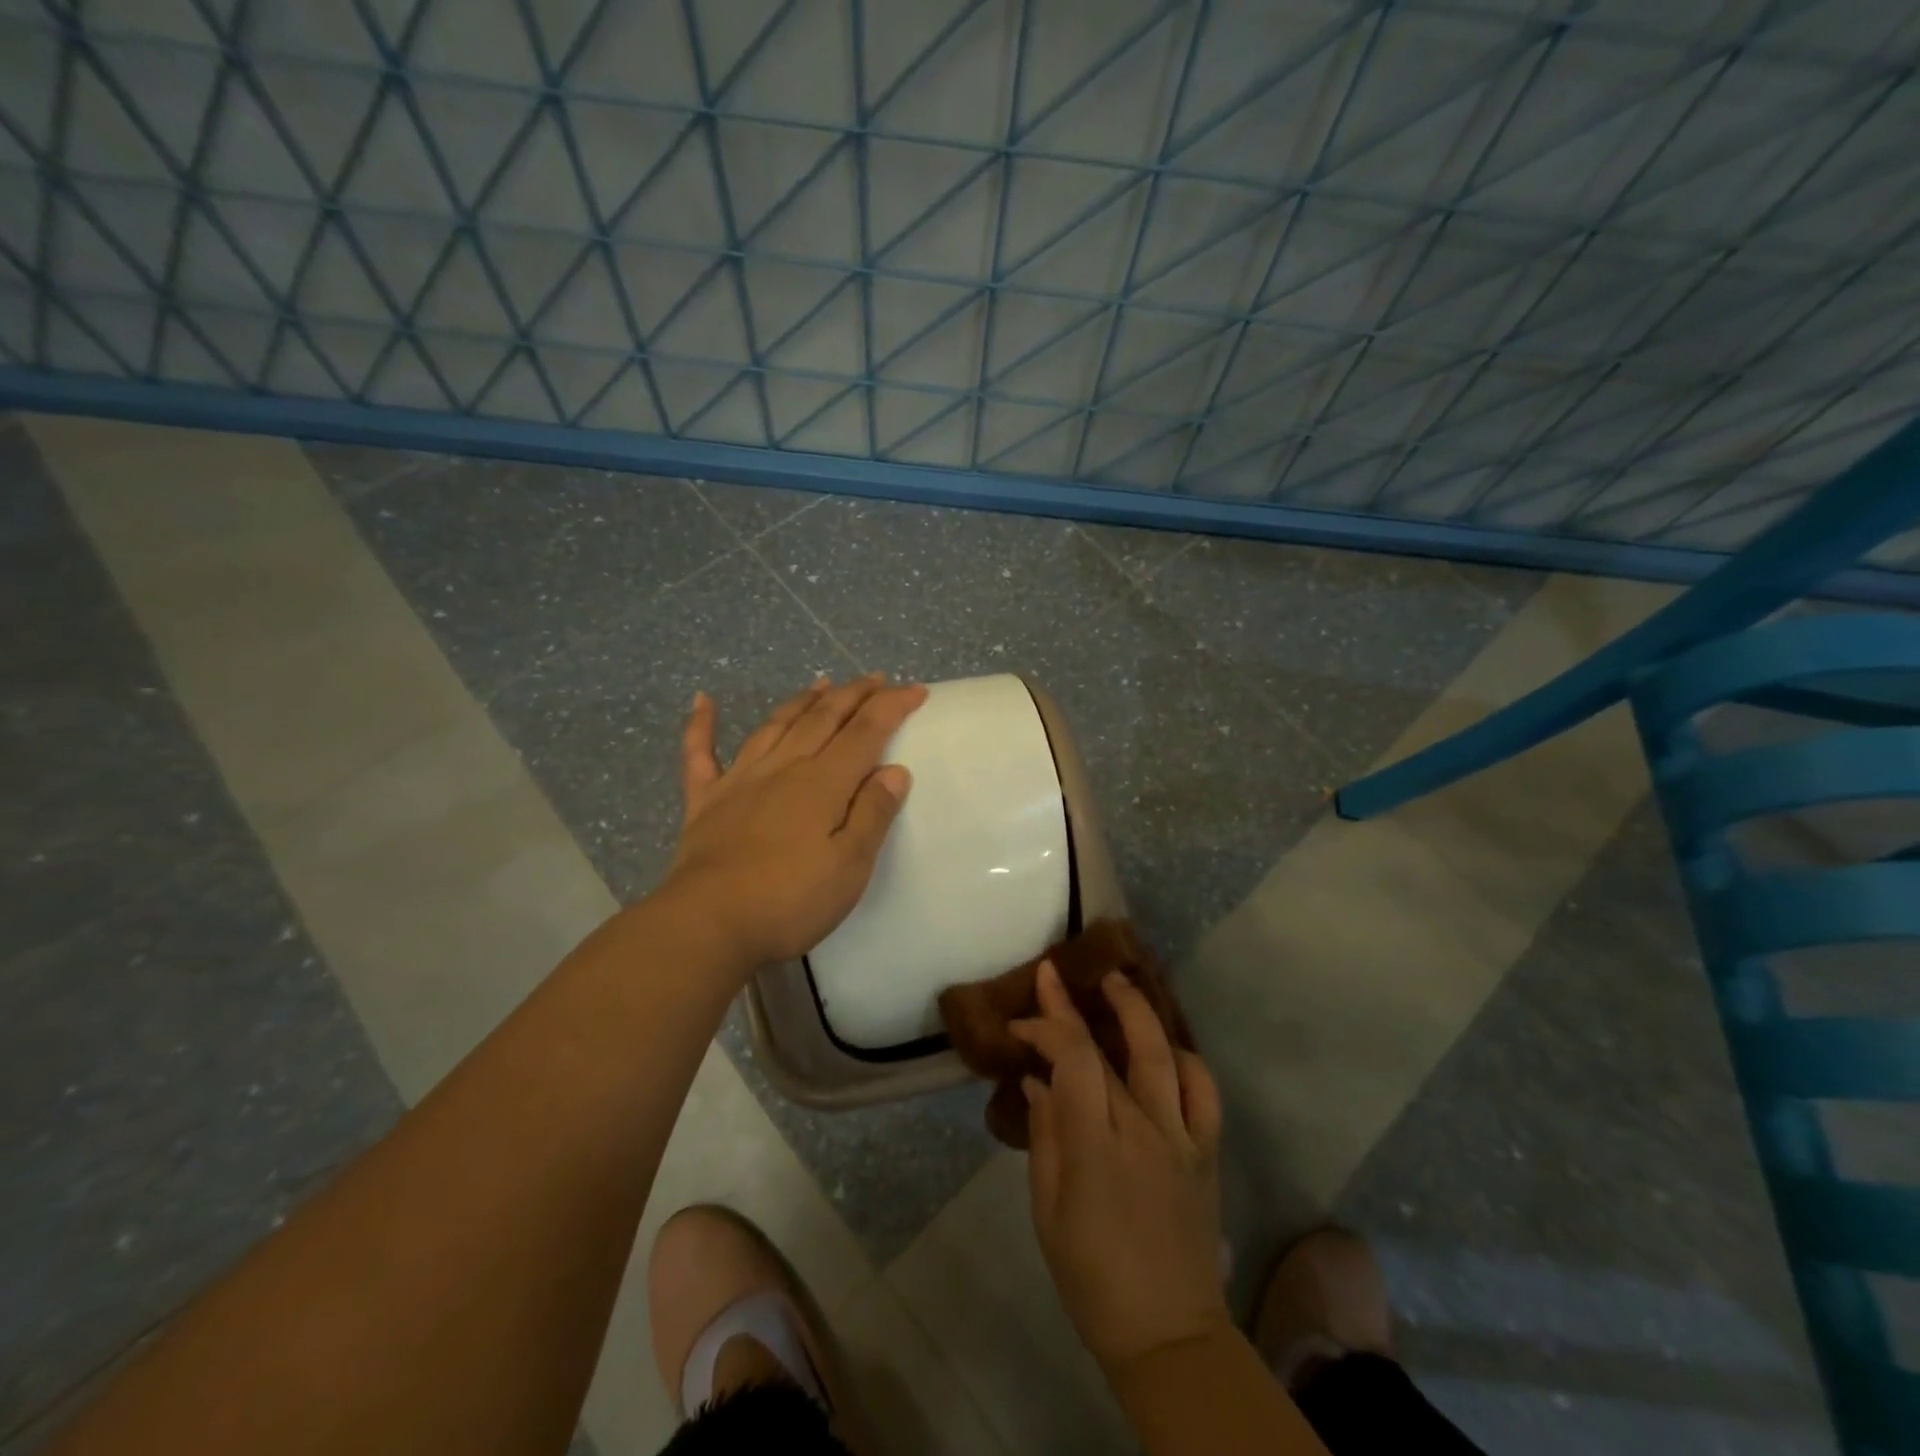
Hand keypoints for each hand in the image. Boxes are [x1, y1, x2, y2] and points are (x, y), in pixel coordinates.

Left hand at [661, 674, 926, 967]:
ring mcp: (740, 780)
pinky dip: (701, 725)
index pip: (865, 732)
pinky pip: (700, 754)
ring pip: (775, 725)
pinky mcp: (705, 801)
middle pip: (823, 718)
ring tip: (821, 682)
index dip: (892, 706)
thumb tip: (894, 770)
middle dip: (853, 694)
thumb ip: (872, 814)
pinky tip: (704, 701)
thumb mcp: (849, 866)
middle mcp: (783, 768)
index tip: (915, 689)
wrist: (707, 924)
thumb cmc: (789, 901)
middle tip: (876, 678)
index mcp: (823, 783)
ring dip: (801, 700)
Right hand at [1015, 960, 1229, 1375]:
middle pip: (1110, 1048)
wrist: (1168, 1332)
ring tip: (1117, 981)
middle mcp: (1142, 1128)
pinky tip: (1167, 1048)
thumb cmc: (1091, 1275)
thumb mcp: (1047, 1208)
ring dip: (1138, 1009)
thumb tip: (1038, 1079)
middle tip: (1059, 974)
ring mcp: (1182, 1136)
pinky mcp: (1207, 1150)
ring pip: (1164, 1054)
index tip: (1020, 1020)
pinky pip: (1205, 1091)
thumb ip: (1045, 1134)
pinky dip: (1186, 1060)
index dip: (1045, 1026)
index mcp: (1095, 1144)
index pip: (1071, 1059)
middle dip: (1077, 1004)